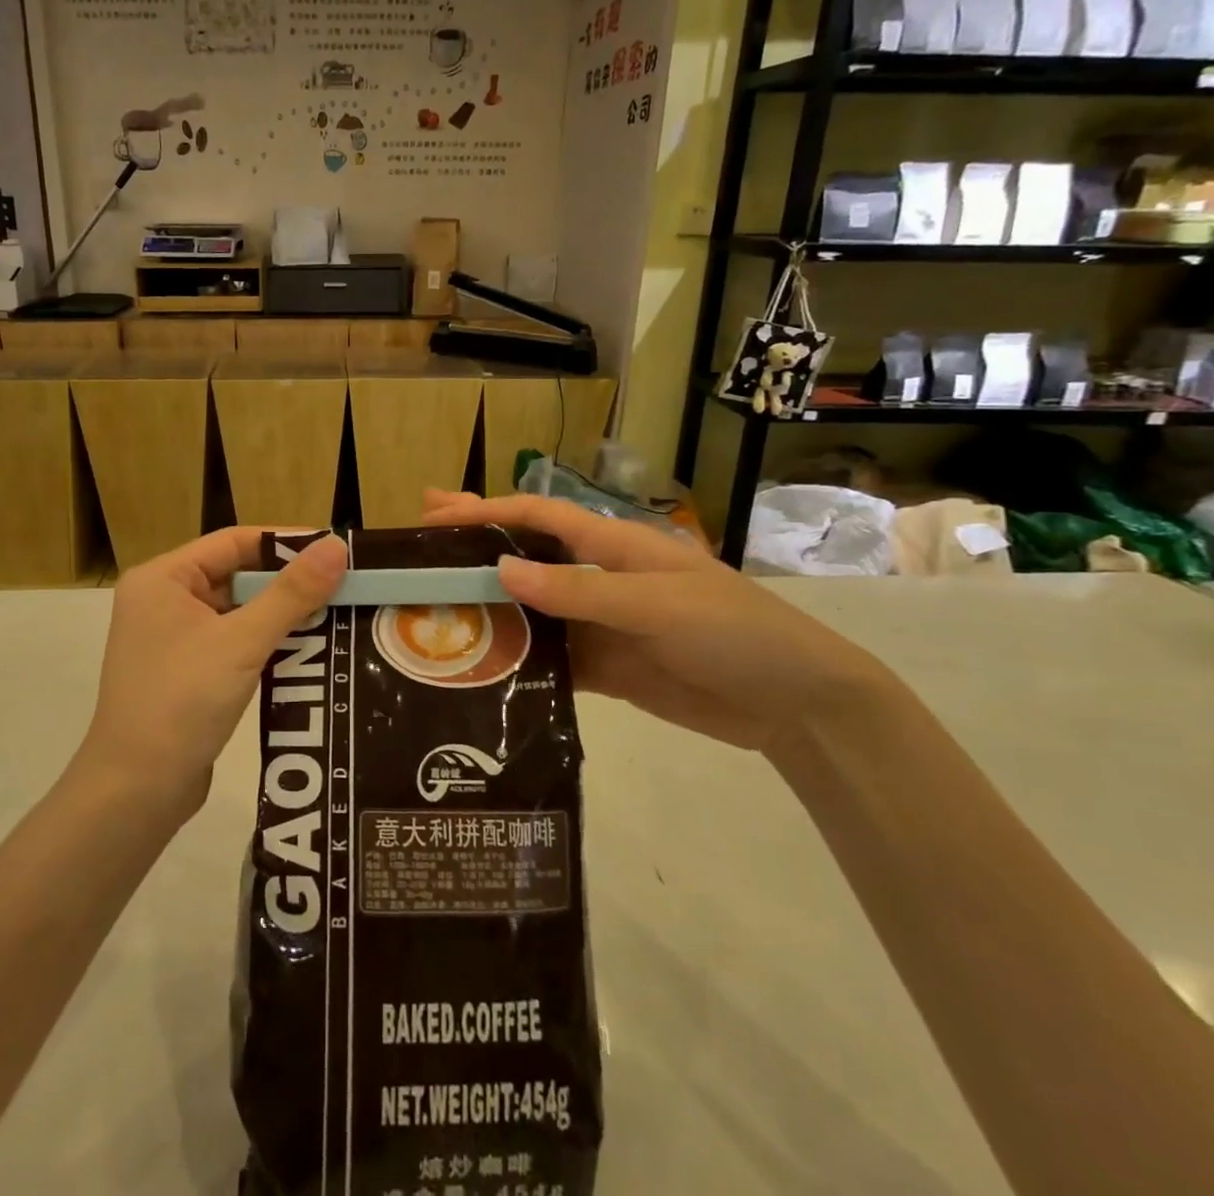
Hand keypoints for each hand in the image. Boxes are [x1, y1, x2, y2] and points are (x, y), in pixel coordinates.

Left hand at [79, 528, 348, 814]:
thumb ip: (292, 593)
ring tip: (336, 612)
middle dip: (288, 581)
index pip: (234, 541)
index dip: (286, 542)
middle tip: (343, 584)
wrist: (136, 791)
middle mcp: (163, 599)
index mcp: (163, 578)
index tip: (334, 549)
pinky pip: (232, 640)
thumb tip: (336, 546)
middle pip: (237, 574)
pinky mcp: (185, 670)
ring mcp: (172, 637)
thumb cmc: (182, 701)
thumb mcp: (242, 641)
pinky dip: (266, 641)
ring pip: (238, 610)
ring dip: (281, 612)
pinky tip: (306, 647)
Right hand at [422, 491, 901, 753]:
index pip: (538, 515)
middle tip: (418, 539)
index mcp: (614, 545)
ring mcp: (600, 624)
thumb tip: (499, 568)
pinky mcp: (606, 667)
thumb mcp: (655, 604)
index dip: (487, 509)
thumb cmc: (732, 632)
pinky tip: (479, 666)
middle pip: (526, 555)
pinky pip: (550, 657)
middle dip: (475, 544)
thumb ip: (577, 589)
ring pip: (531, 608)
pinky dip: (517, 659)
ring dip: (487, 606)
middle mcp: (599, 577)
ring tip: (432, 608)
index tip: (436, 513)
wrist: (795, 705)